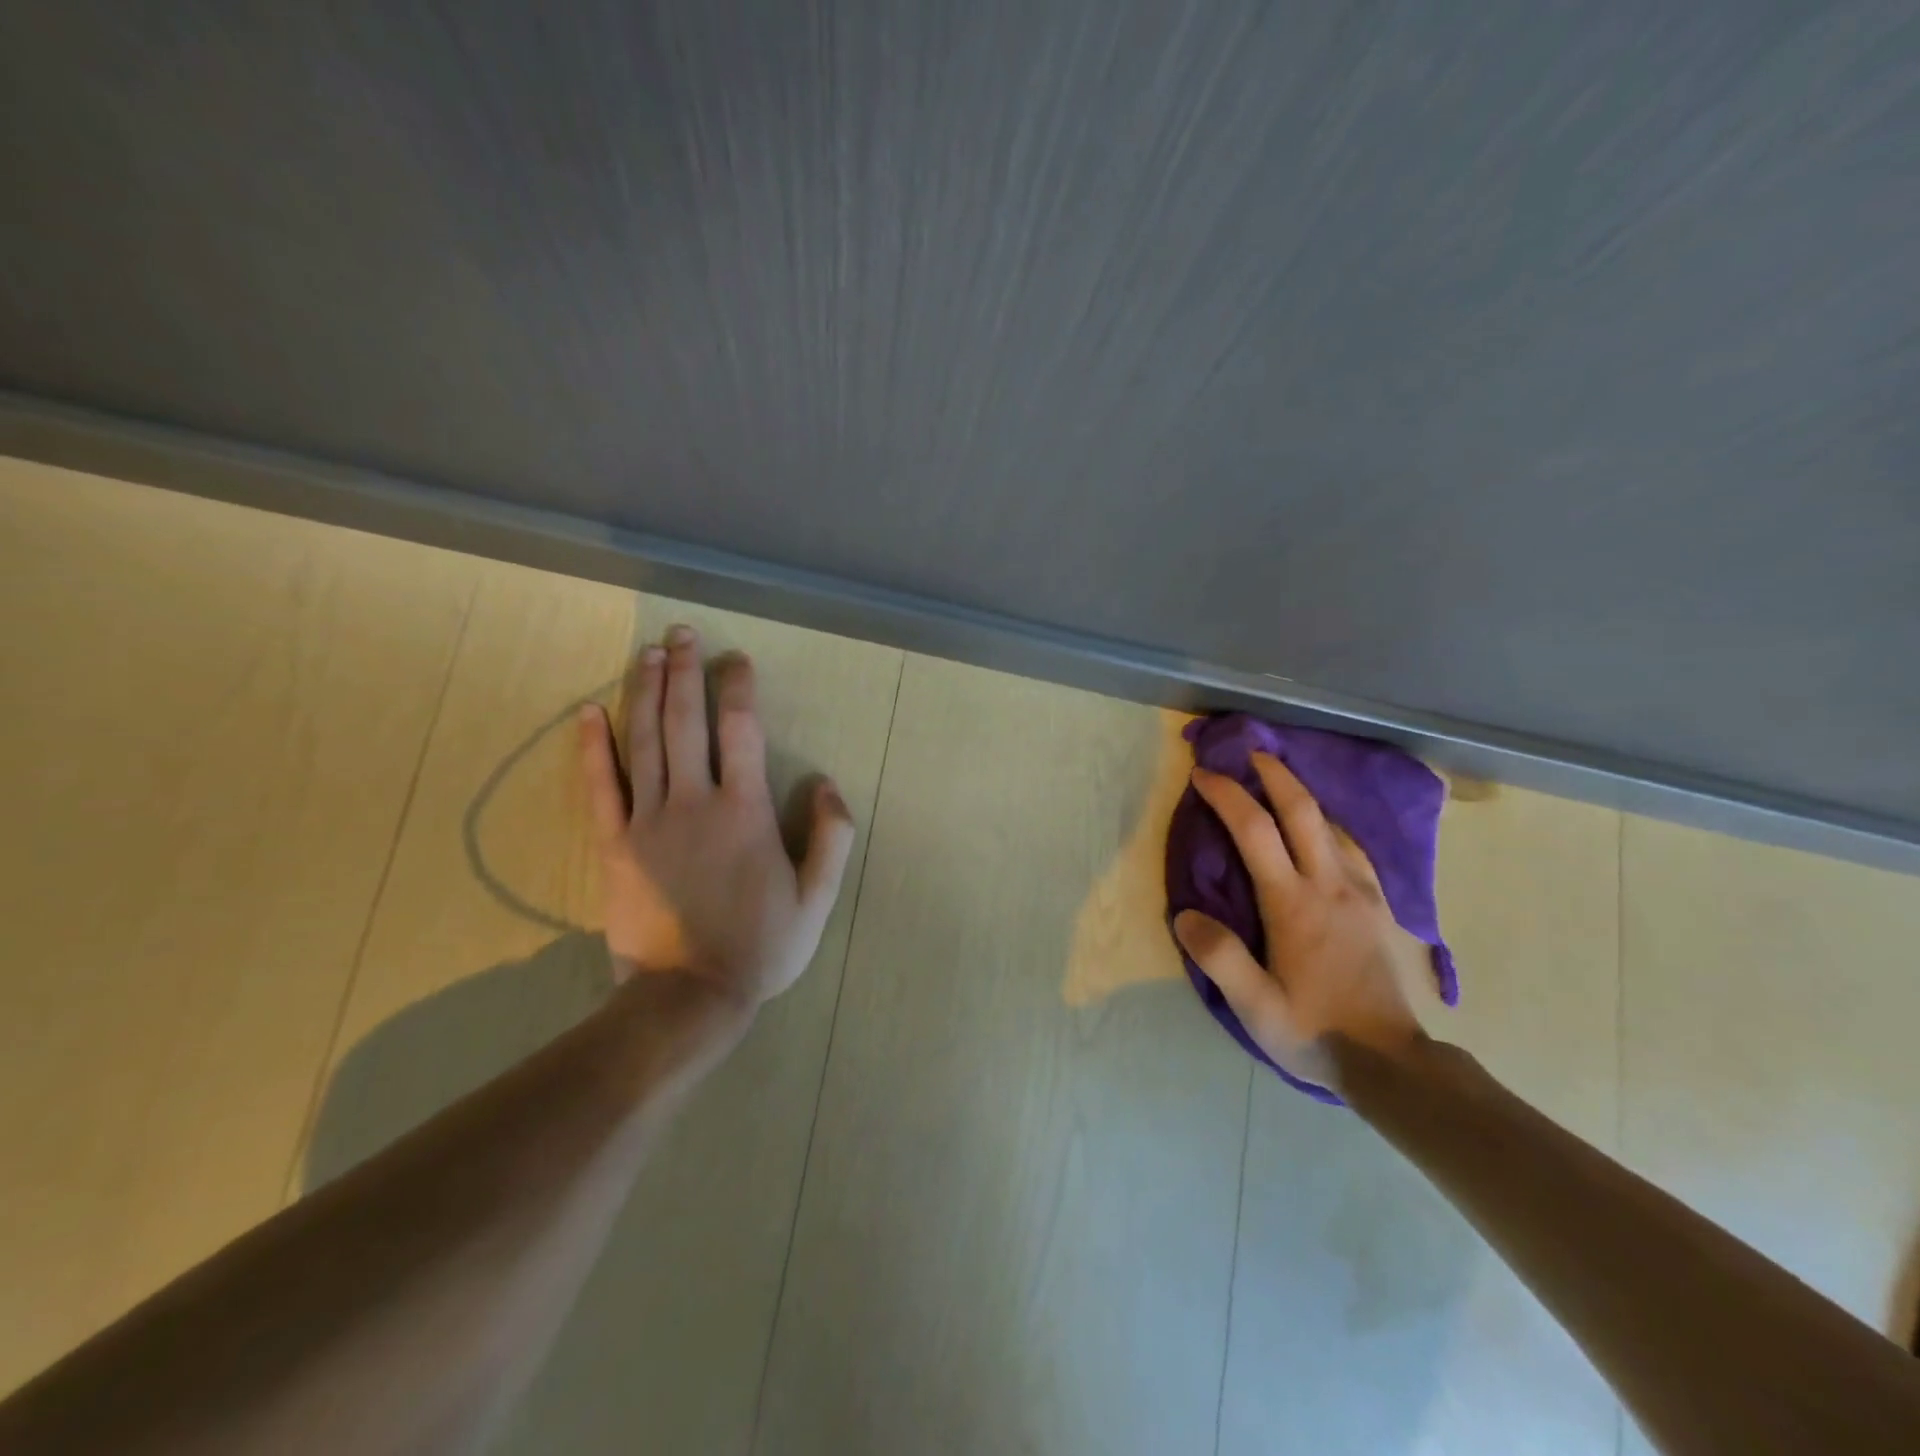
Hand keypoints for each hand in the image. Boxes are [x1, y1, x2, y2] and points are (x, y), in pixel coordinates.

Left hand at [577, 624, 856, 1008]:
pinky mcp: (615, 845)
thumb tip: (827, 783)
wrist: (688, 996)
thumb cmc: (761, 946)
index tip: (735, 659)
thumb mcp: (818, 898)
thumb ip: (832, 836)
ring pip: (644, 742)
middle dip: (685, 672)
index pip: (741, 731)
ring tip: (647, 653)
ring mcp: (649, 821)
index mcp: (745, 811)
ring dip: (646, 692)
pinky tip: (588, 712)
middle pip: (686, 722)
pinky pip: (600, 787)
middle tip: (681, 633)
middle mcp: (695, 802)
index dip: (737, 688)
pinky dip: (593, 747)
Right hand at [1173, 753, 1424, 1092]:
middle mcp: (1330, 884)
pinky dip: (1330, 825)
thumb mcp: (1255, 1007)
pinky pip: (1354, 848)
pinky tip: (1324, 831)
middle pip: (1303, 810)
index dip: (1227, 794)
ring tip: (1281, 782)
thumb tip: (1184, 914)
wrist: (1393, 1063)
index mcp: (1293, 903)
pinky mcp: (1381, 906)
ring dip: (1303, 794)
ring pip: (1332, 824)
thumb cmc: (1315, 1031)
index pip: (1255, 830)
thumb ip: (1219, 958)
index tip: (1203, 774)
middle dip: (1274, 773)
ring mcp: (1362, 892)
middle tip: (1250, 752)